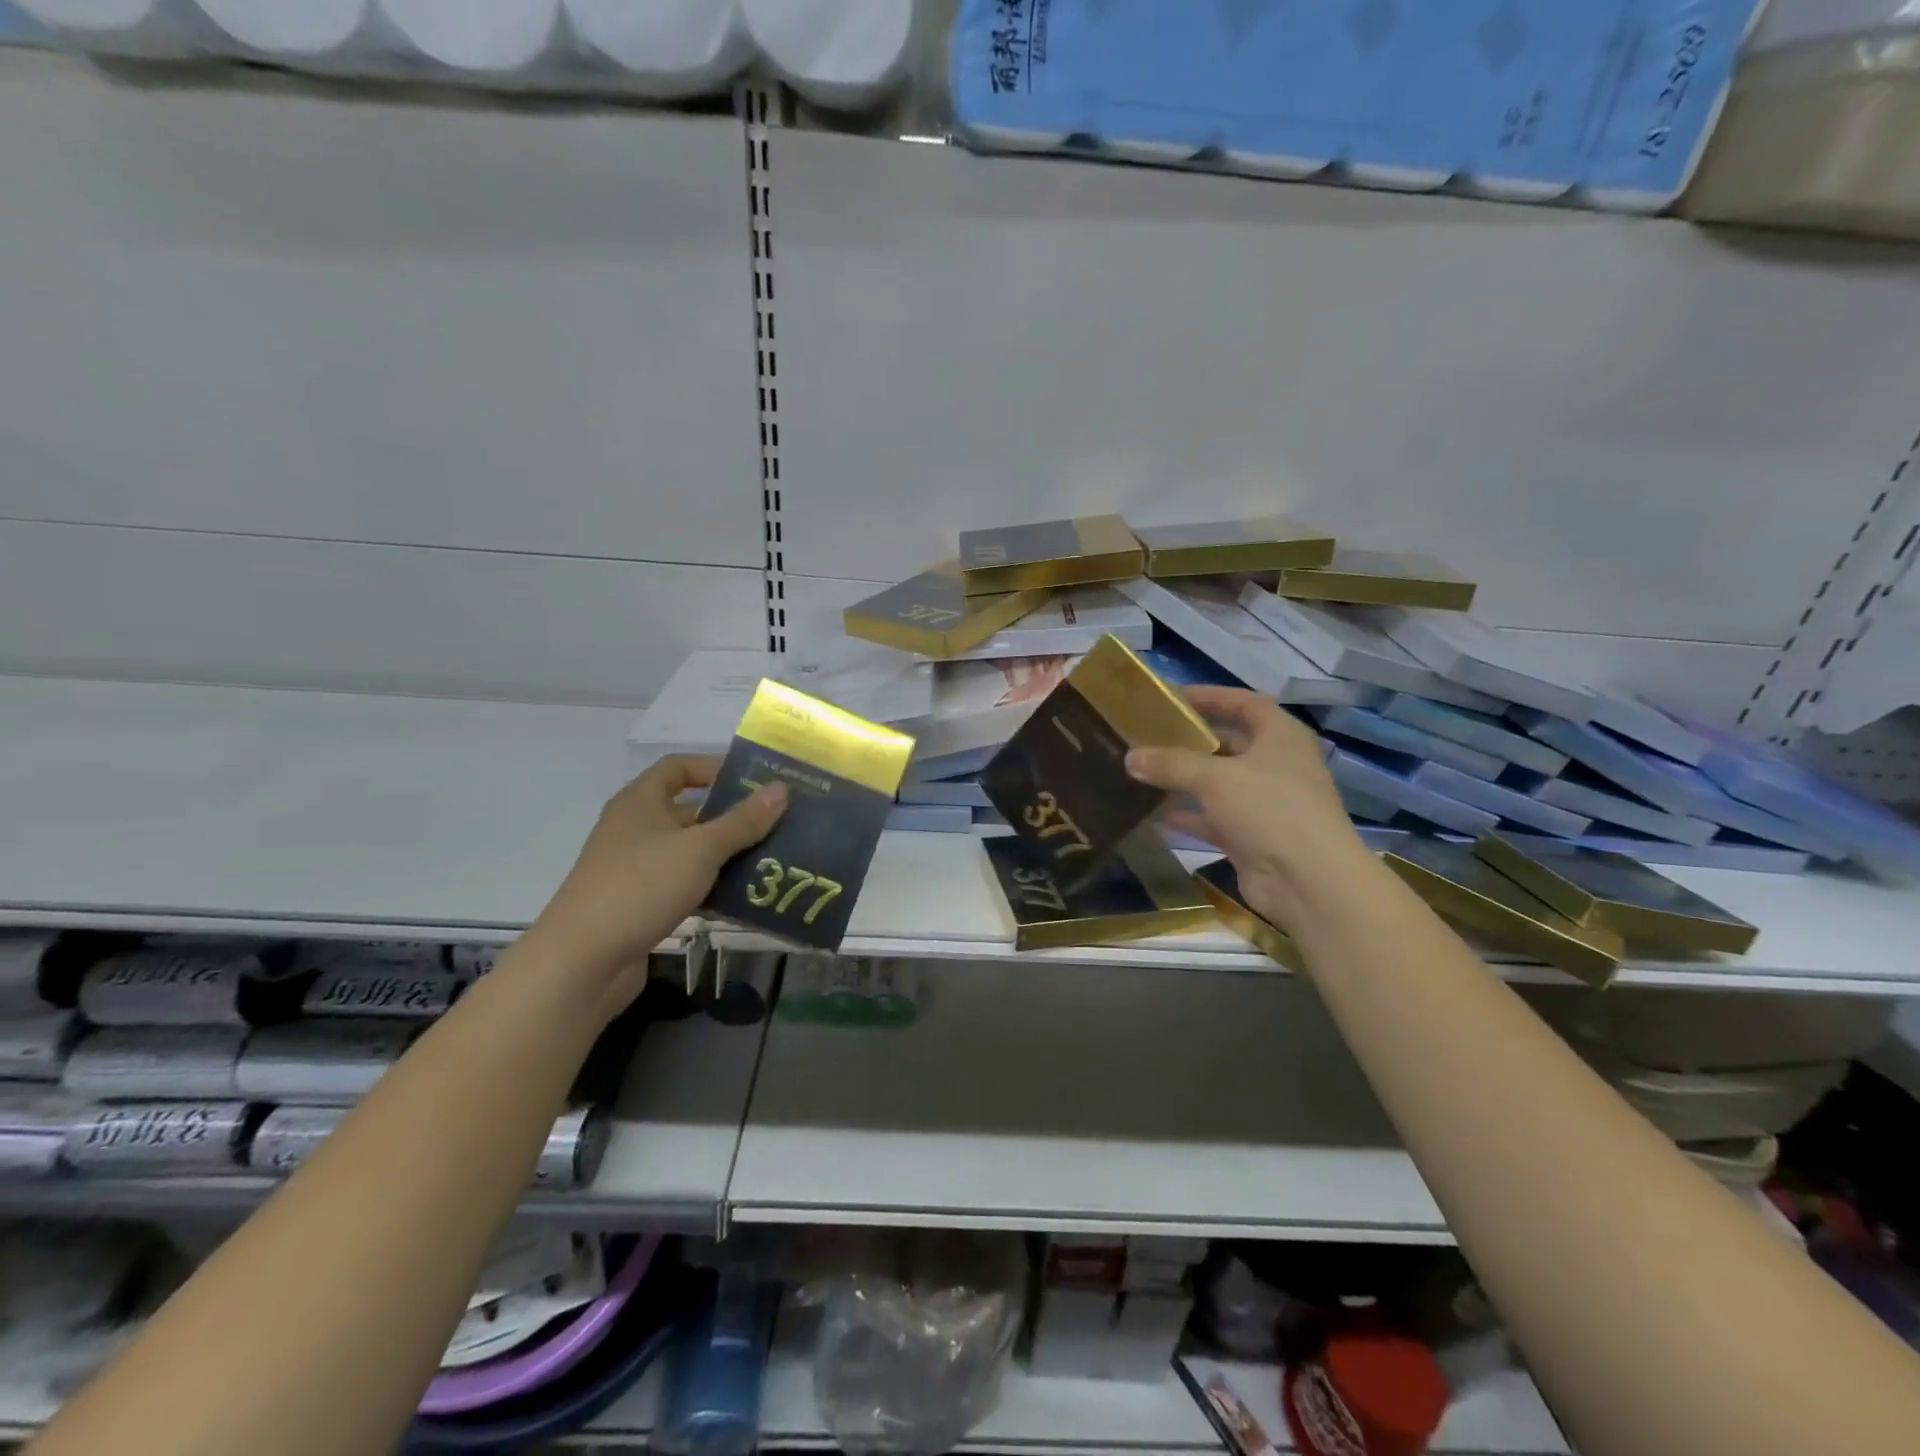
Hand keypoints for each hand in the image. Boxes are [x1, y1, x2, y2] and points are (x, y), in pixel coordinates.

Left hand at [527, 755, 786, 1015]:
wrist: (582, 961)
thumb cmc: (640, 887)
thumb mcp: (700, 849)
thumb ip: (742, 821)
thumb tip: (782, 788)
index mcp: (641, 802)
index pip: (678, 767)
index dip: (715, 768)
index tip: (755, 781)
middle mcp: (636, 828)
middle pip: (690, 811)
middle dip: (732, 816)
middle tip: (777, 822)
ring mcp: (637, 867)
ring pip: (691, 851)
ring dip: (727, 854)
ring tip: (772, 859)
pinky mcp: (641, 902)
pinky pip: (685, 883)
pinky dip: (712, 886)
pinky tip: (745, 897)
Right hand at [1125, 686, 1372, 928]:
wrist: (1308, 882)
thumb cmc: (1269, 810)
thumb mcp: (1215, 778)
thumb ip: (1171, 764)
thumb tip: (1129, 757)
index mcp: (1281, 737)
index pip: (1245, 703)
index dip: (1211, 696)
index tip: (1172, 698)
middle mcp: (1276, 765)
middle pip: (1230, 743)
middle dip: (1191, 740)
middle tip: (1149, 735)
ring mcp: (1266, 803)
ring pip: (1219, 783)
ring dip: (1185, 779)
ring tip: (1144, 771)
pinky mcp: (1253, 836)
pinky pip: (1214, 818)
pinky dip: (1189, 815)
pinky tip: (1155, 814)